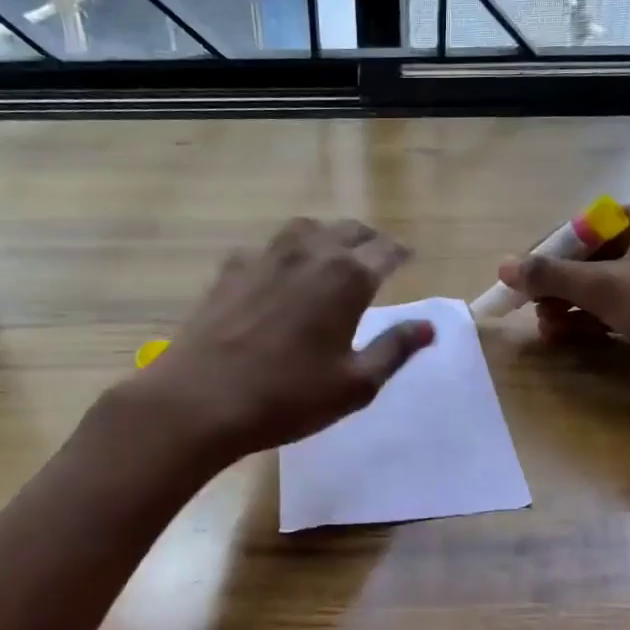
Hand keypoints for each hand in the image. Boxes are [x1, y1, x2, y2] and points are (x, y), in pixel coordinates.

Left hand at [128, 217, 434, 464]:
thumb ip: (395, 349)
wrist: (199, 400)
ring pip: (306, 228)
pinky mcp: (230, 269)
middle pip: (348, 230)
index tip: (409, 258)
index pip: (386, 251)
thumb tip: (429, 327)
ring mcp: (265, 257)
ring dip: (328, 235)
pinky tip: (281, 272)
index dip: (402, 253)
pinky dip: (287, 251)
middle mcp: (309, 254)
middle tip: (378, 255)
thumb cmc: (288, 397)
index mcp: (347, 278)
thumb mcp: (356, 384)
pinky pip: (268, 246)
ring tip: (333, 253)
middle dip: (369, 239)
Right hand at [499, 202, 629, 404]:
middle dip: (557, 285)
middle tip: (531, 306)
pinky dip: (589, 319)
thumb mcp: (603, 286)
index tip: (522, 276)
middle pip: (590, 257)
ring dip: (568, 305)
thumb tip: (504, 266)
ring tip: (546, 327)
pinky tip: (564, 335)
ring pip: (600, 285)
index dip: (549, 251)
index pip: (585, 226)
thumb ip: (551, 275)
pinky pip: (614, 307)